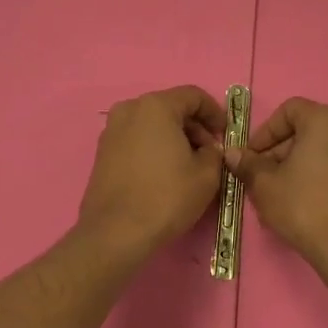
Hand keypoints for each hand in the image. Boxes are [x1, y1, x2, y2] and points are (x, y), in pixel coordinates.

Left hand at [76, 86, 226, 254]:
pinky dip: (154, 148)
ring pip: (152, 124)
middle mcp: (129, 109)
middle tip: (210, 153)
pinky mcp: (102, 152)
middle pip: (171, 108)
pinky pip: (136, 139)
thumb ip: (215, 152)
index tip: (226, 134)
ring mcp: (111, 130)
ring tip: (189, 165)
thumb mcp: (207, 174)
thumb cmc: (166, 197)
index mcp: (155, 106)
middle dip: (194, 127)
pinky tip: (164, 173)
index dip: (215, 113)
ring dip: (174, 138)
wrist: (115, 232)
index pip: (193, 96)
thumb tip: (209, 149)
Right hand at [226, 97, 327, 268]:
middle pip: (305, 131)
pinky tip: (301, 202)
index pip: (288, 111)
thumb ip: (247, 164)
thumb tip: (232, 154)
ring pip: (320, 151)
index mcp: (324, 120)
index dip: (265, 131)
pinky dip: (316, 176)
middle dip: (279, 152)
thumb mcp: (264, 184)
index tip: (252, 155)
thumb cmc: (302, 205)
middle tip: (261, 176)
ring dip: (296, 165)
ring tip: (278, 192)